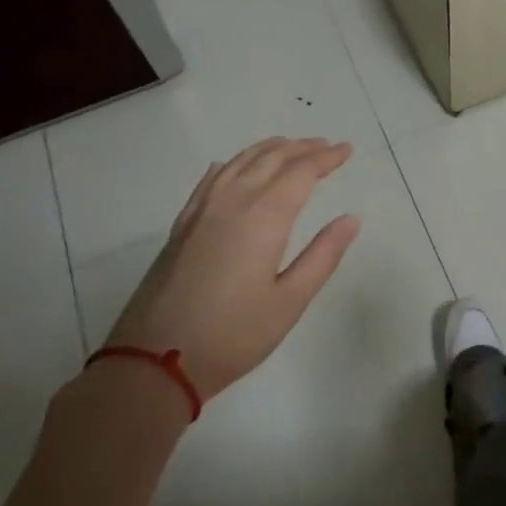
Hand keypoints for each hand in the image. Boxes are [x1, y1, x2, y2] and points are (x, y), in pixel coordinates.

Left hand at [104, 137, 360, 401]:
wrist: (154, 360)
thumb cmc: (233, 334)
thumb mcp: (290, 301)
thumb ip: (323, 255)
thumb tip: (351, 219)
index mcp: (264, 216)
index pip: (301, 172)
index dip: (326, 158)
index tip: (347, 150)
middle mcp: (232, 201)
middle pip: (271, 159)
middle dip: (302, 148)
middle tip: (326, 145)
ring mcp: (202, 211)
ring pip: (239, 162)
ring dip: (268, 149)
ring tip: (288, 146)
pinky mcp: (182, 225)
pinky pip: (211, 179)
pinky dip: (231, 164)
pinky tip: (232, 166)